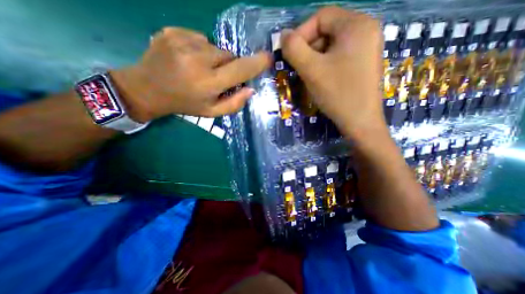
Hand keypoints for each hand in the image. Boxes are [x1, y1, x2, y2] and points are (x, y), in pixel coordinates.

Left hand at [111, 27, 270, 121]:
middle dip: (229, 65)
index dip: (256, 63)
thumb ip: (234, 103)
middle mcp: (197, 60)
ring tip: (200, 68)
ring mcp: (182, 42)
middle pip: (229, 55)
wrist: (147, 89)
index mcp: (208, 83)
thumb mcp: (212, 112)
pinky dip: (200, 48)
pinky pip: (200, 38)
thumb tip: (251, 89)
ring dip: (214, 58)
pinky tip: (188, 58)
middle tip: (217, 76)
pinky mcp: (172, 31)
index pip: (240, 69)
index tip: (268, 57)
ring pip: (215, 47)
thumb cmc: (185, 104)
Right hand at [283, 6, 383, 139]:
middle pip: (327, 30)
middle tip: (299, 68)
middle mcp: (366, 30)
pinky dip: (325, 65)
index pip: (321, 16)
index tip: (290, 54)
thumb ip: (294, 49)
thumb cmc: (337, 93)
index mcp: (357, 24)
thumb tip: (284, 35)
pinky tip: (320, 79)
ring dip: (315, 58)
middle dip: (309, 48)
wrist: (360, 121)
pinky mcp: (363, 63)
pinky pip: (339, 56)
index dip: (301, 33)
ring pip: (332, 45)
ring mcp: (367, 47)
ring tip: (309, 76)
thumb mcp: (311, 70)